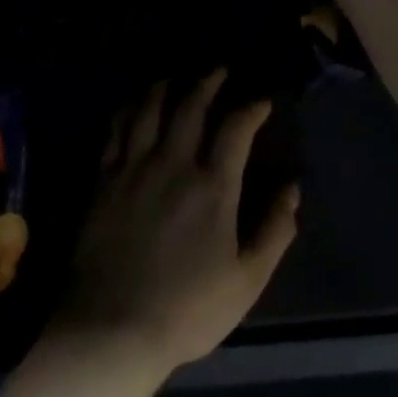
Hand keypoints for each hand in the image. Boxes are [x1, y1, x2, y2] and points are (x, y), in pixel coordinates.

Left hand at [54, 70, 298, 373]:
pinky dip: (128, 109)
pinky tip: (133, 104)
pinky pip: (116, 130)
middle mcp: (172, 164)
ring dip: (165, 87)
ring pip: (149, 110)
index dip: (251, 108)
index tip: (262, 100)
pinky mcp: (104, 179)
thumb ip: (275, 231)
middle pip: (190, 107)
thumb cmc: (187, 309)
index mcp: (212, 187)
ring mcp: (133, 168)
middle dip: (208, 82)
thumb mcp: (246, 281)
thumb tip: (293, 189)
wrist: (112, 327)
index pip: (235, 129)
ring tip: (175, 77)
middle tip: (218, 70)